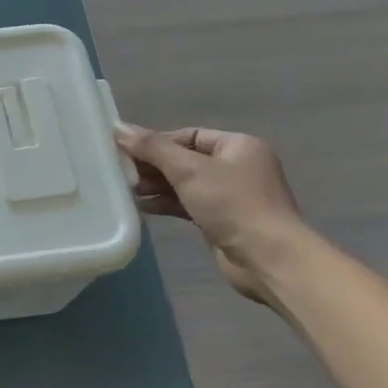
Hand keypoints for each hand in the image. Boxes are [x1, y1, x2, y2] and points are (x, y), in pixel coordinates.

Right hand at [115, 124, 303, 305]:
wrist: (268, 259)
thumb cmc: (232, 204)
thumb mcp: (188, 170)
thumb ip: (152, 148)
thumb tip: (118, 127)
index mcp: (238, 145)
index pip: (188, 135)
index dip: (157, 142)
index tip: (126, 151)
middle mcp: (237, 166)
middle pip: (185, 159)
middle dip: (154, 166)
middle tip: (123, 172)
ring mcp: (232, 195)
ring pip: (186, 183)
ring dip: (158, 186)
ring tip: (129, 189)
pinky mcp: (223, 220)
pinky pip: (189, 204)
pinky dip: (168, 203)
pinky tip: (144, 207)